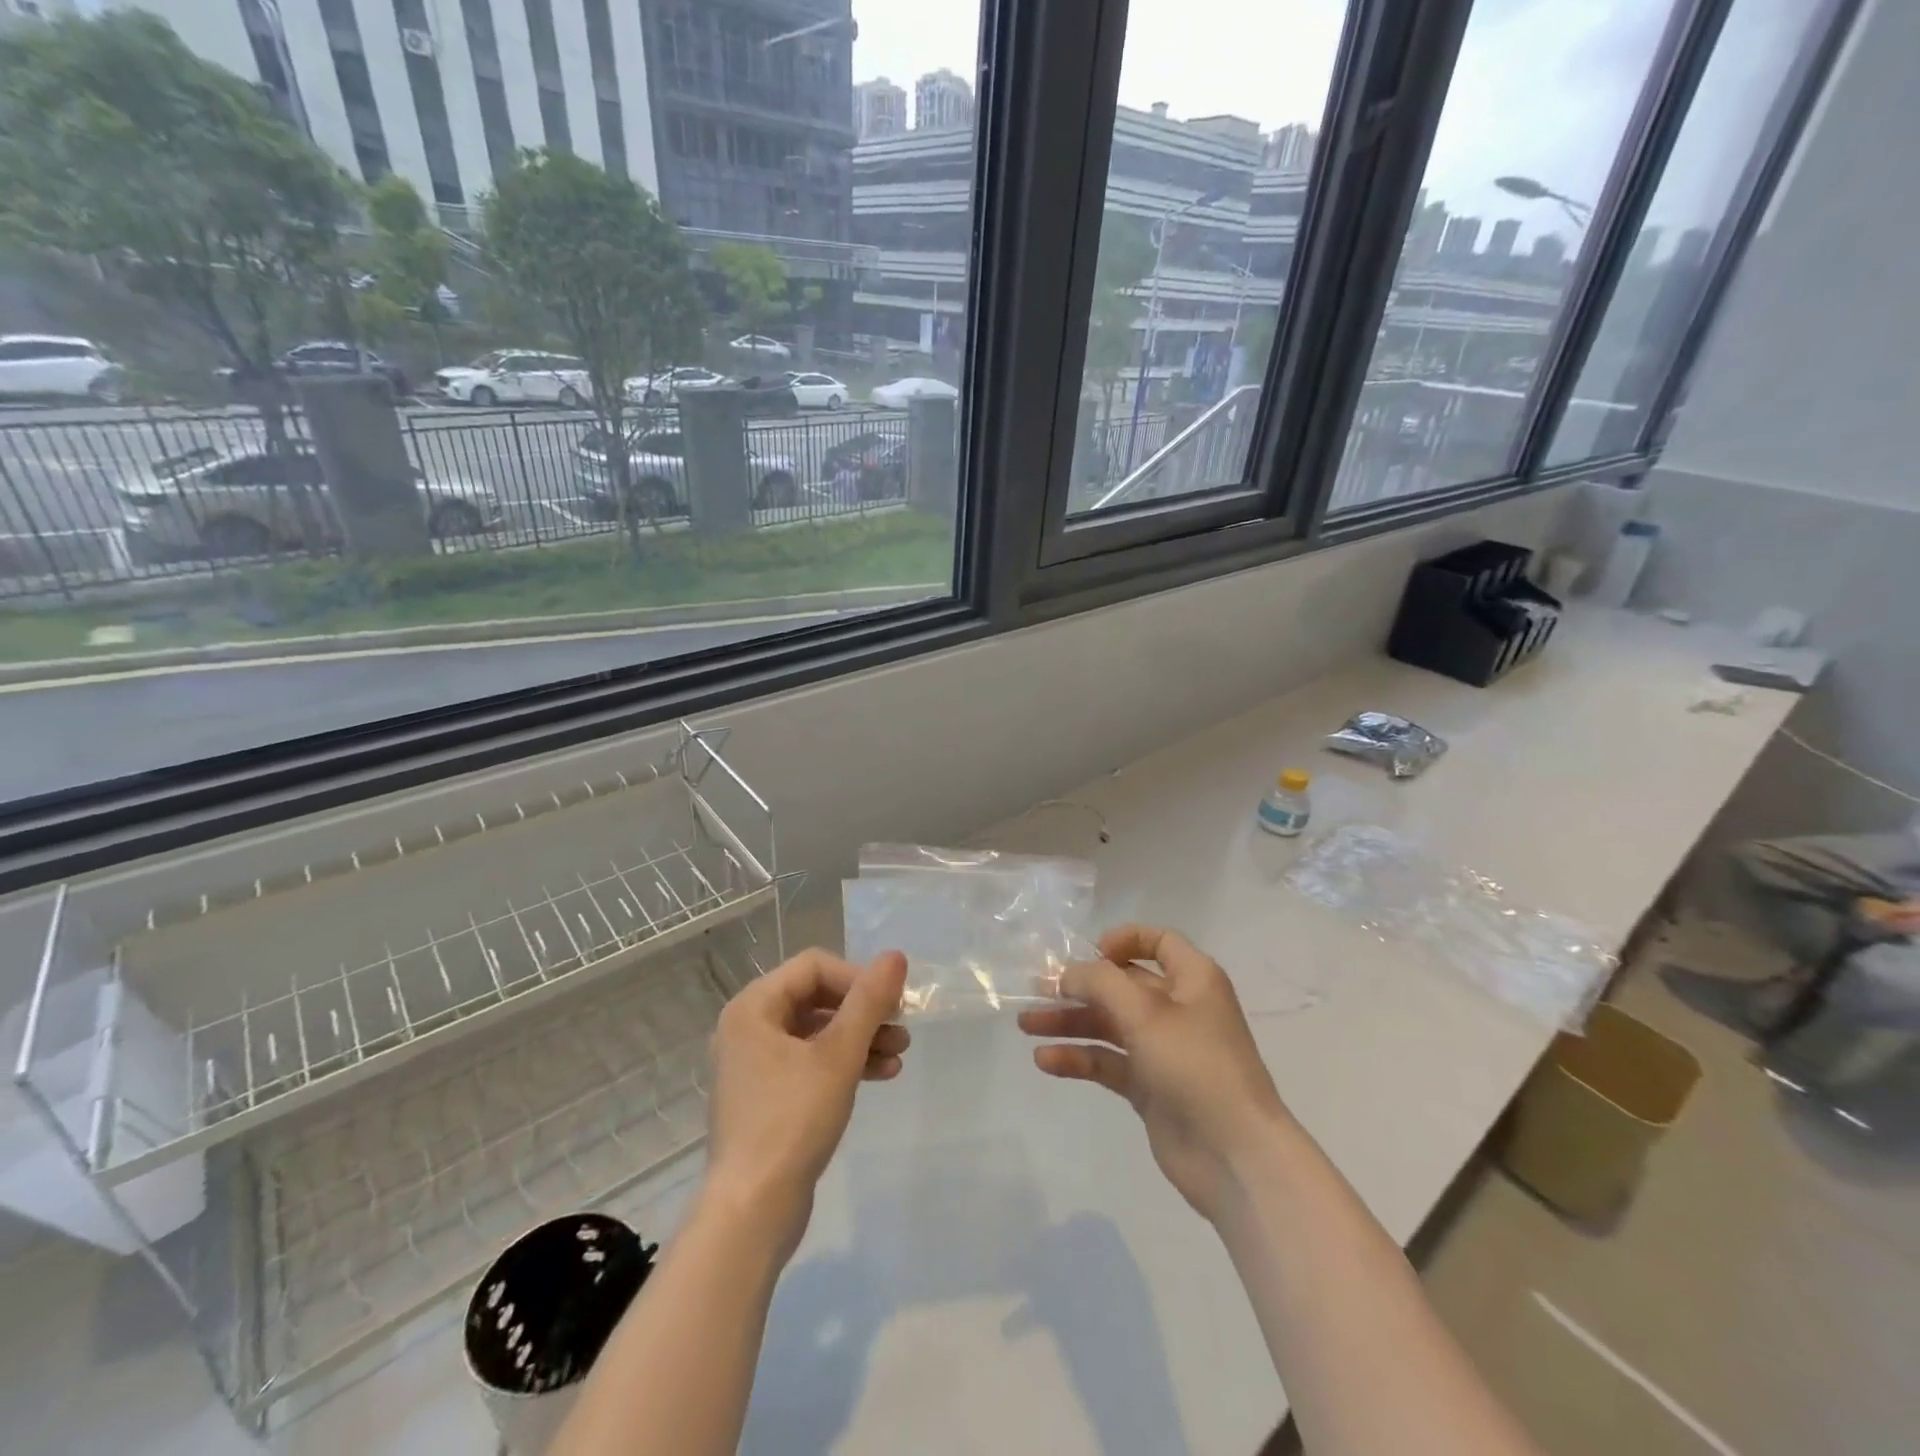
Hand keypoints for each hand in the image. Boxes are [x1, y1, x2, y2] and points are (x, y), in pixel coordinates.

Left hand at [706, 948, 909, 1259]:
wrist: (752, 1211)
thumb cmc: (792, 1121)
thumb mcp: (838, 1055)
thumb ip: (868, 1001)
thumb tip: (895, 956)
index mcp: (753, 1007)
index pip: (814, 967)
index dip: (857, 977)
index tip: (891, 1002)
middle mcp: (749, 1027)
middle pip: (816, 997)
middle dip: (863, 1010)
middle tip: (901, 1026)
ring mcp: (756, 1064)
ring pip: (817, 1031)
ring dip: (860, 1036)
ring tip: (900, 1052)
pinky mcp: (768, 1096)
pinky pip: (811, 1062)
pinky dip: (845, 1063)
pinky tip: (882, 1074)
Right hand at [1018, 925, 1289, 1222]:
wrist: (1235, 1157)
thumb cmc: (1195, 1066)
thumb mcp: (1145, 1012)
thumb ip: (1100, 983)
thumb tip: (1067, 974)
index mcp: (1193, 979)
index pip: (1157, 941)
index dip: (1122, 940)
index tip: (1089, 954)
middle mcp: (1179, 1008)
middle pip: (1122, 985)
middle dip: (1079, 986)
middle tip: (1036, 991)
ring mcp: (1163, 1049)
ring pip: (1110, 1024)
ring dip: (1070, 1023)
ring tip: (1027, 1026)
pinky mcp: (1150, 1086)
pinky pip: (1108, 1062)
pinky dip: (1079, 1058)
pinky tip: (1046, 1060)